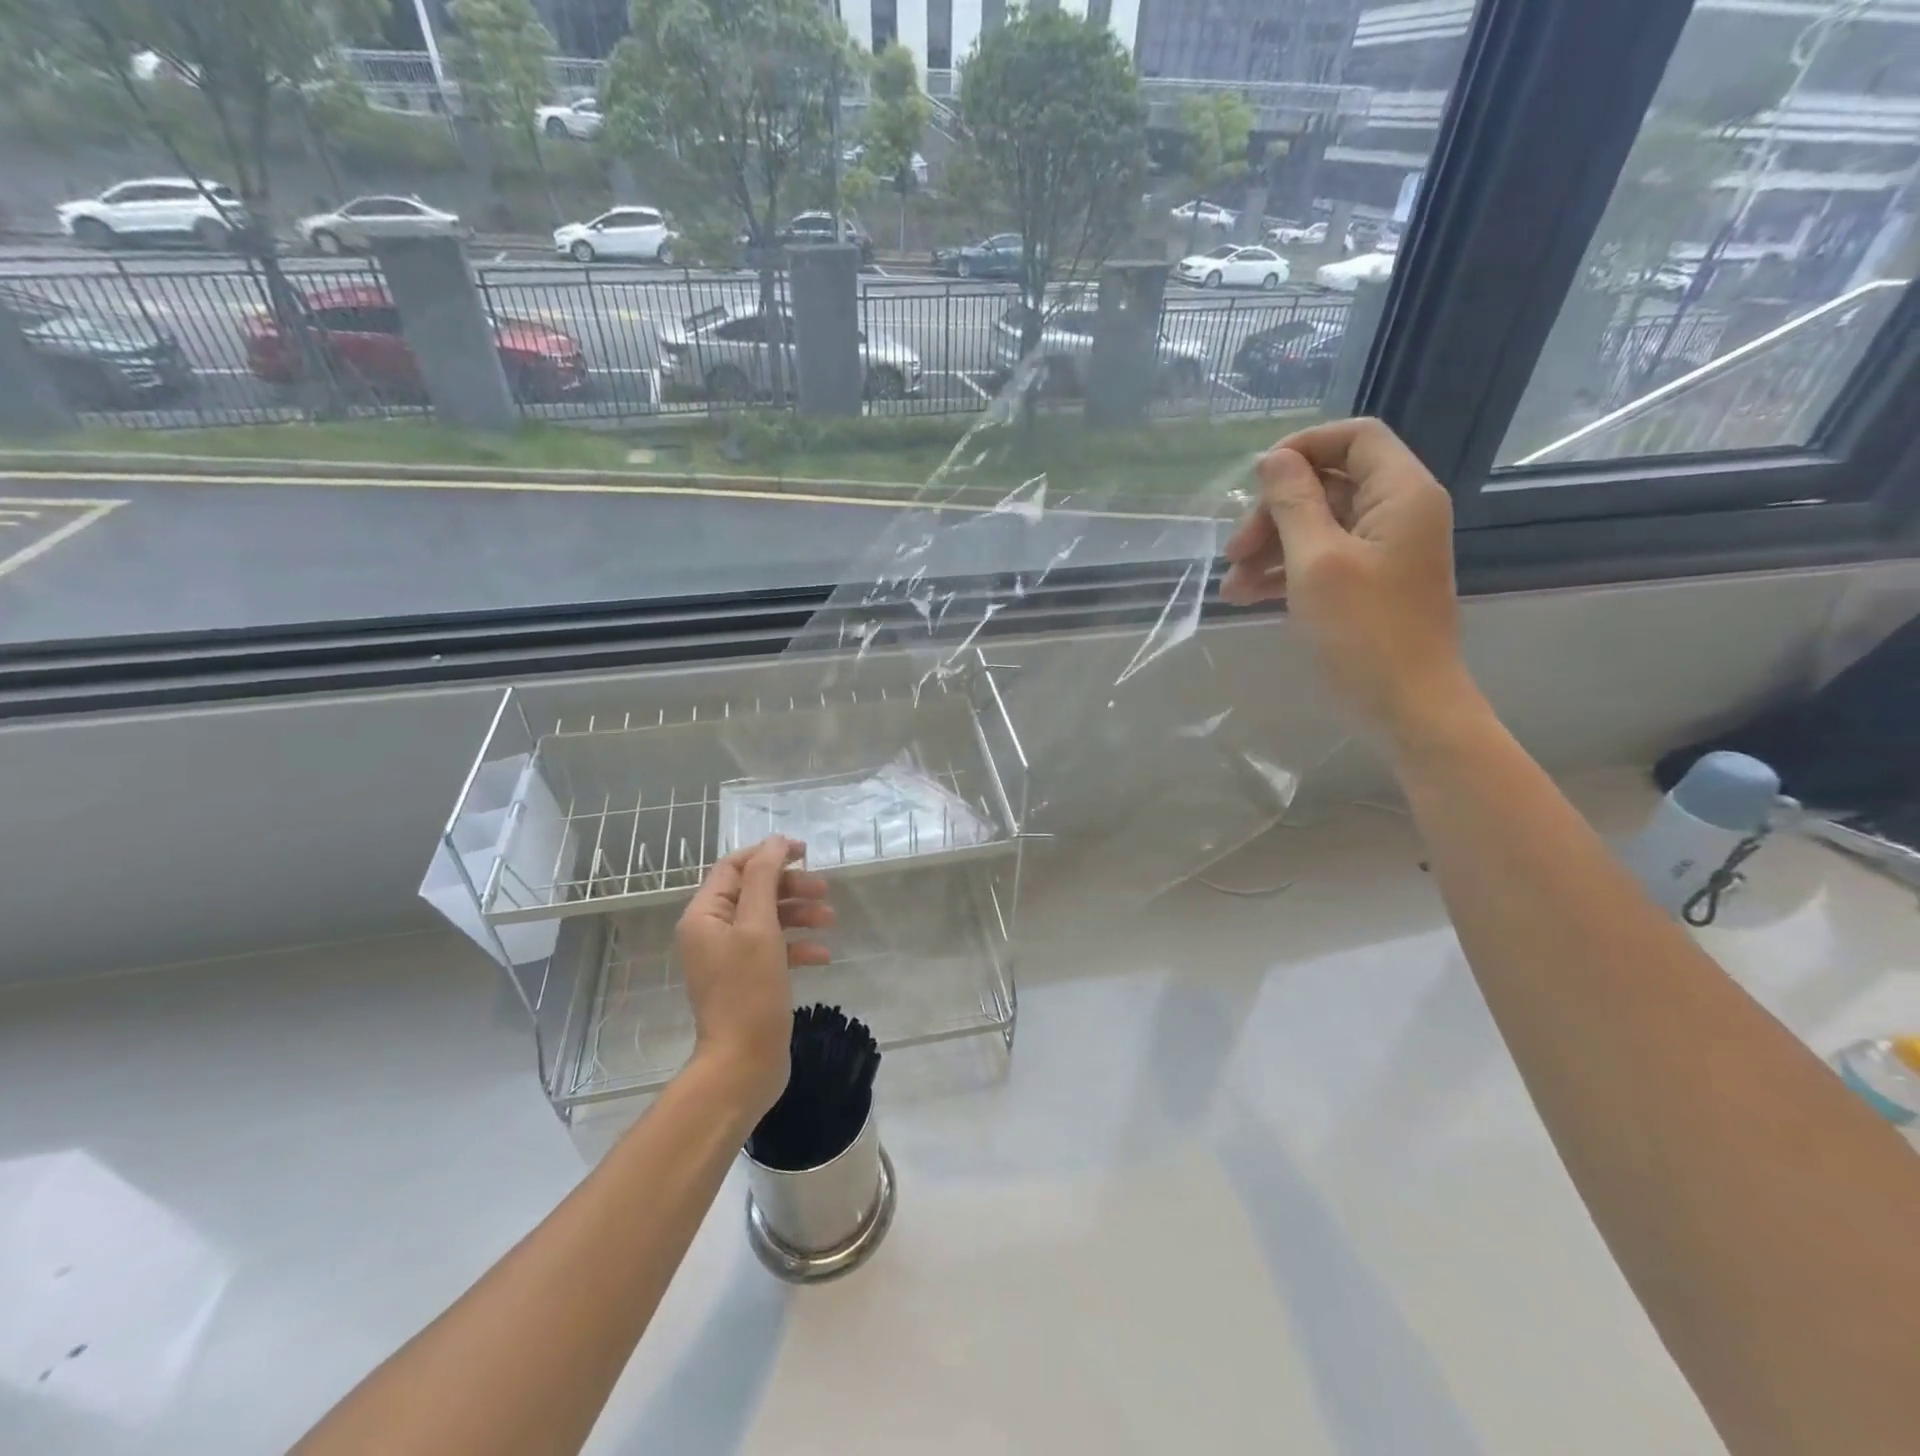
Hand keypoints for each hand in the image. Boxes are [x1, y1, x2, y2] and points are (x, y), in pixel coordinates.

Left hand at [676, 836, 831, 1120]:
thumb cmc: (748, 991)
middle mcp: (712, 932)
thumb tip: (774, 841)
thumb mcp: (758, 927)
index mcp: (704, 915)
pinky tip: (823, 956)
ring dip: (799, 914)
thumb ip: (764, 878)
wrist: (743, 1064)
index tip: (805, 852)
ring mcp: (730, 958)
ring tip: (831, 920)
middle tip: (824, 890)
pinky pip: (774, 949)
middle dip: (790, 887)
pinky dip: (799, 946)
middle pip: (754, 891)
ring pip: (768, 919)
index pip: (734, 867)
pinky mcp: (748, 979)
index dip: (769, 854)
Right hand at [1221, 418, 1468, 737]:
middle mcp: (1397, 513)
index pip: (1354, 437)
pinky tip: (1247, 596)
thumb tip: (1273, 459)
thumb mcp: (1316, 561)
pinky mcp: (1369, 584)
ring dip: (1269, 549)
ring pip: (1317, 526)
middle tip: (1233, 553)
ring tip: (1230, 588)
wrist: (1407, 708)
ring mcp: (1383, 551)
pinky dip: (1284, 572)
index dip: (1302, 448)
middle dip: (1273, 514)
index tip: (1255, 481)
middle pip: (1327, 485)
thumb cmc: (1363, 632)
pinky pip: (1322, 559)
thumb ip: (1293, 503)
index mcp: (1400, 494)